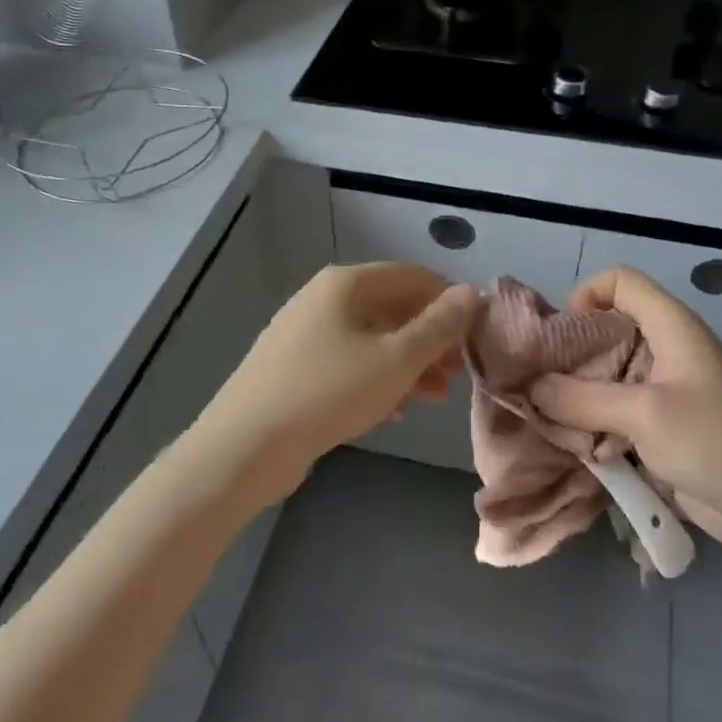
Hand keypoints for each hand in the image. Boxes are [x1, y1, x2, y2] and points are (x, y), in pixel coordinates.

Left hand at [197, 263, 482, 489]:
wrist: (246, 445)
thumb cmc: (330, 392)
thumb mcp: (397, 359)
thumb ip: (439, 325)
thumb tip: (472, 292)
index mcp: (346, 283)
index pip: (413, 276)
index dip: (450, 301)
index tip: (475, 337)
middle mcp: (323, 298)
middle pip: (392, 308)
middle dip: (430, 339)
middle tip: (457, 373)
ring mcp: (304, 333)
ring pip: (371, 339)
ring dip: (407, 364)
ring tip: (433, 398)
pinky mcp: (294, 367)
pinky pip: (348, 362)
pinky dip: (376, 379)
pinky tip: (393, 411)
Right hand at [528, 267, 721, 561]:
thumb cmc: (716, 442)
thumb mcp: (644, 414)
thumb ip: (582, 399)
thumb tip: (531, 387)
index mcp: (672, 327)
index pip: (621, 282)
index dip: (587, 294)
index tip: (560, 334)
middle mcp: (666, 351)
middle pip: (607, 332)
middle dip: (570, 354)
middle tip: (537, 382)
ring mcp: (664, 393)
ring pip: (607, 378)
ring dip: (577, 396)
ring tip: (547, 418)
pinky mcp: (662, 429)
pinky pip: (616, 415)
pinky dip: (592, 425)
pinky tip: (572, 446)